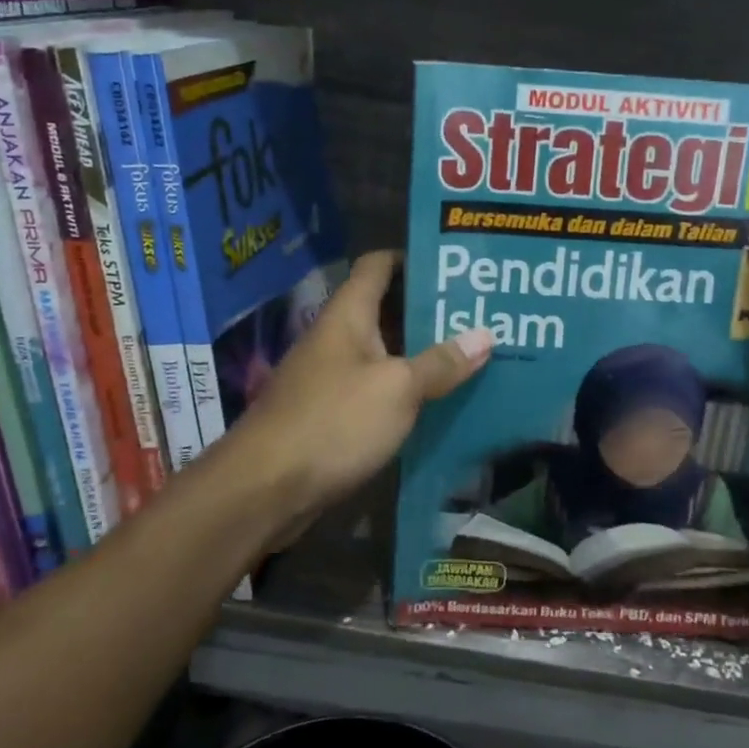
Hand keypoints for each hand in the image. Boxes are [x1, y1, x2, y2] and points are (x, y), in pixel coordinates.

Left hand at [222, 251, 493, 542]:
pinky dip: (408, 390)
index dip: (415, 257)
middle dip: (431, 311)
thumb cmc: (333, 422)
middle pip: (388, 309)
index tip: (457, 267)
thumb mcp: (397, 389)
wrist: (264, 490)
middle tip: (481, 314)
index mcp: (349, 315)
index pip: (379, 265)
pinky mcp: (333, 414)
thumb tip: (484, 334)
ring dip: (423, 353)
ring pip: (386, 352)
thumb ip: (440, 363)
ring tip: (474, 354)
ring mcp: (333, 377)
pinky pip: (378, 389)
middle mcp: (339, 338)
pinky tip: (442, 400)